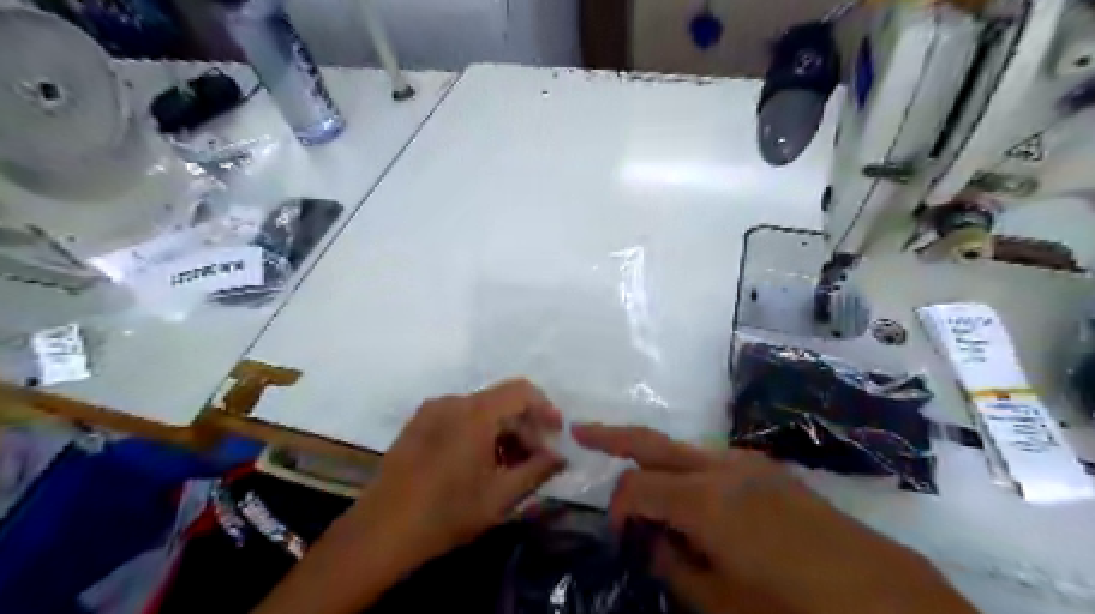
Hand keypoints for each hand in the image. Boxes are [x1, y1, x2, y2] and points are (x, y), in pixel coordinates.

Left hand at [344, 379, 567, 571]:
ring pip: (480, 409)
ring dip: (502, 429)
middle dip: (524, 425)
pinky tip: (479, 461)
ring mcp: (431, 410)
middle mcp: (453, 402)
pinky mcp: (417, 423)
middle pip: (501, 400)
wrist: (381, 531)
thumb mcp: (500, 496)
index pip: (521, 391)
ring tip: (509, 463)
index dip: (544, 408)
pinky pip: (458, 416)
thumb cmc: (446, 513)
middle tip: (536, 457)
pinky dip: (478, 431)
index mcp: (475, 413)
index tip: (556, 433)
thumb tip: (559, 456)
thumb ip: (537, 470)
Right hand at [574, 422, 974, 613]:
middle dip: (613, 436)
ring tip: (636, 480)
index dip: (619, 507)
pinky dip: (687, 471)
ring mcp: (747, 464)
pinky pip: (711, 462)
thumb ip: (674, 564)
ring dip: (654, 459)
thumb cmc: (795, 608)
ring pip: (683, 450)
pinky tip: (690, 498)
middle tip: (580, 431)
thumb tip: (648, 539)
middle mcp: (722, 468)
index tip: (618, 535)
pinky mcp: (766, 470)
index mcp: (706, 501)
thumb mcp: (722, 602)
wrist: (885, 597)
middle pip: (653, 442)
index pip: (639, 487)